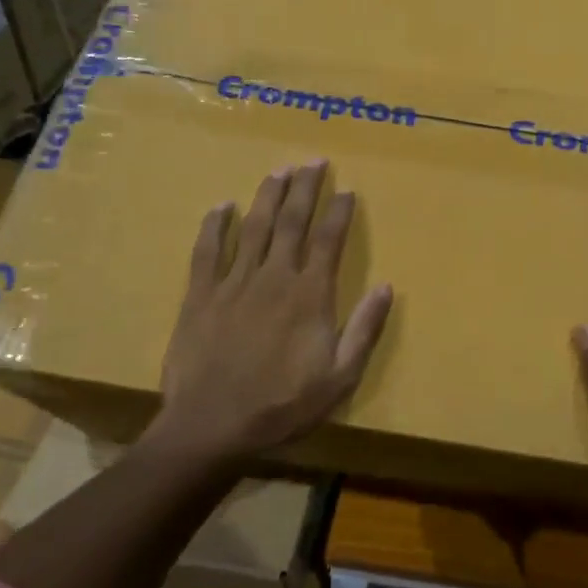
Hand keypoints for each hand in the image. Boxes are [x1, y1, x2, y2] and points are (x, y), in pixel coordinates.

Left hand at [155, 160, 392, 468]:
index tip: (346, 189)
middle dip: (304, 189)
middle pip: (291, 222)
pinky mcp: (200, 295)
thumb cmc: (283, 405)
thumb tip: (386, 287)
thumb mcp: (340, 377)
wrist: (212, 426)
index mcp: (310, 295)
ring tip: (278, 171)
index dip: (339, 212)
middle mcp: (274, 277)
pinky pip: (207, 251)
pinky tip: (221, 206)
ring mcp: (234, 283)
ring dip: (267, 197)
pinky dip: (214, 226)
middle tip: (312, 161)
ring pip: (253, 228)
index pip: (329, 241)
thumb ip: (364, 330)